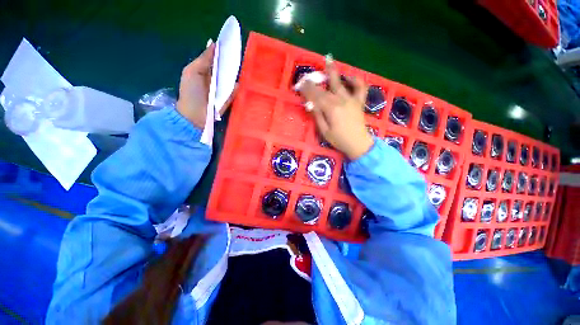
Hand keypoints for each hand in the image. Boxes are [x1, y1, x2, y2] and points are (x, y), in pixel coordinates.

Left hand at [177, 43, 235, 128]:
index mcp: (205, 71)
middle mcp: (215, 80)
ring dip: (236, 75)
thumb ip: (203, 59)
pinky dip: (237, 88)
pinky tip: (242, 83)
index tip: (232, 45)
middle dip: (231, 63)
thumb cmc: (191, 92)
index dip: (223, 53)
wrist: (195, 116)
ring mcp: (222, 91)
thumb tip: (213, 43)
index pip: (216, 60)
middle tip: (240, 57)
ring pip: (231, 80)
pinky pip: (234, 93)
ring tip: (245, 68)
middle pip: (225, 69)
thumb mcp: (192, 71)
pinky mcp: (228, 100)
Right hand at [298, 61, 373, 159]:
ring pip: (341, 83)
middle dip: (316, 80)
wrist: (358, 144)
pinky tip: (350, 77)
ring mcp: (351, 99)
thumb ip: (318, 116)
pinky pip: (360, 88)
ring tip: (329, 60)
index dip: (308, 89)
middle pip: (326, 87)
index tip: (301, 83)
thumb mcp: (324, 131)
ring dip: (334, 72)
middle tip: (309, 73)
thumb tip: (310, 104)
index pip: (316, 95)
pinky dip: (356, 80)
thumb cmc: (339, 140)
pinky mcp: (359, 102)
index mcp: (331, 109)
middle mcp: (341, 100)